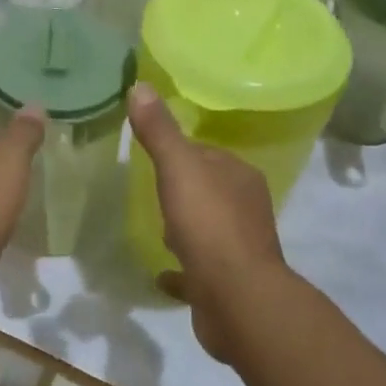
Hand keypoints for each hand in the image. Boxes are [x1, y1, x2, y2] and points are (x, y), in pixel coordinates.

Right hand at [127, 85, 286, 359]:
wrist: (237, 300)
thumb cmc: (209, 225)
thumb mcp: (179, 168)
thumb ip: (160, 131)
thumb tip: (140, 85)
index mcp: (239, 177)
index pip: (207, 154)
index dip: (181, 152)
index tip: (153, 154)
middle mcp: (245, 209)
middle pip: (209, 190)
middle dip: (184, 189)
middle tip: (150, 190)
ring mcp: (239, 249)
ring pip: (208, 229)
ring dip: (186, 226)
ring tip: (155, 227)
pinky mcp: (228, 285)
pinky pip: (199, 271)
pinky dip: (182, 269)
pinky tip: (161, 273)